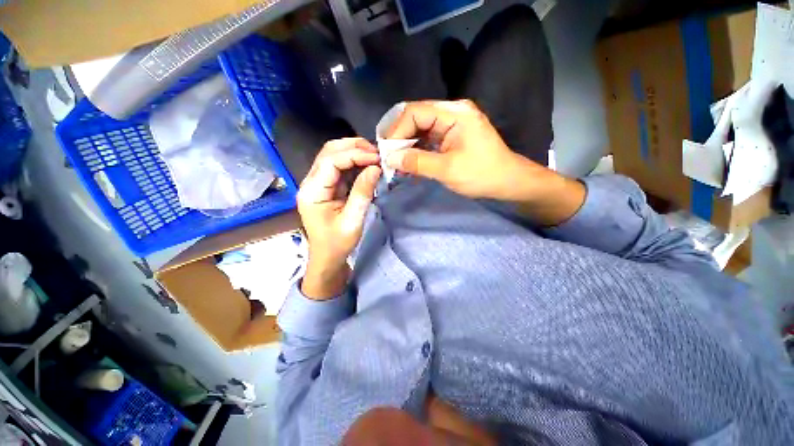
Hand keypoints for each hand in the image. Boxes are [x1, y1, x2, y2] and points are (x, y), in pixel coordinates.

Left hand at [297, 138, 381, 298]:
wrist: (327, 257)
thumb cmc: (338, 243)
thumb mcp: (353, 221)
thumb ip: (363, 193)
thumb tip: (376, 168)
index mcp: (312, 192)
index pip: (331, 161)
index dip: (354, 155)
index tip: (377, 158)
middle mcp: (311, 182)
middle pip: (329, 152)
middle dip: (353, 147)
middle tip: (377, 153)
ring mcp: (317, 183)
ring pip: (333, 156)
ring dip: (354, 152)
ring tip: (374, 156)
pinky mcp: (326, 186)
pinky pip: (339, 167)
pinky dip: (354, 162)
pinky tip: (367, 164)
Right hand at [385, 100, 542, 199]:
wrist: (507, 182)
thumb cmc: (482, 174)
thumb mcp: (447, 170)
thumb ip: (417, 162)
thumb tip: (390, 159)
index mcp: (454, 113)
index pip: (415, 112)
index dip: (397, 130)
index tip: (386, 151)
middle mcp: (451, 112)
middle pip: (416, 117)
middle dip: (399, 137)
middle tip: (387, 157)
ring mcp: (451, 124)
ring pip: (419, 129)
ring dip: (406, 145)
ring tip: (395, 162)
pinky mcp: (450, 136)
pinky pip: (427, 138)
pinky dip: (416, 150)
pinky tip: (408, 162)